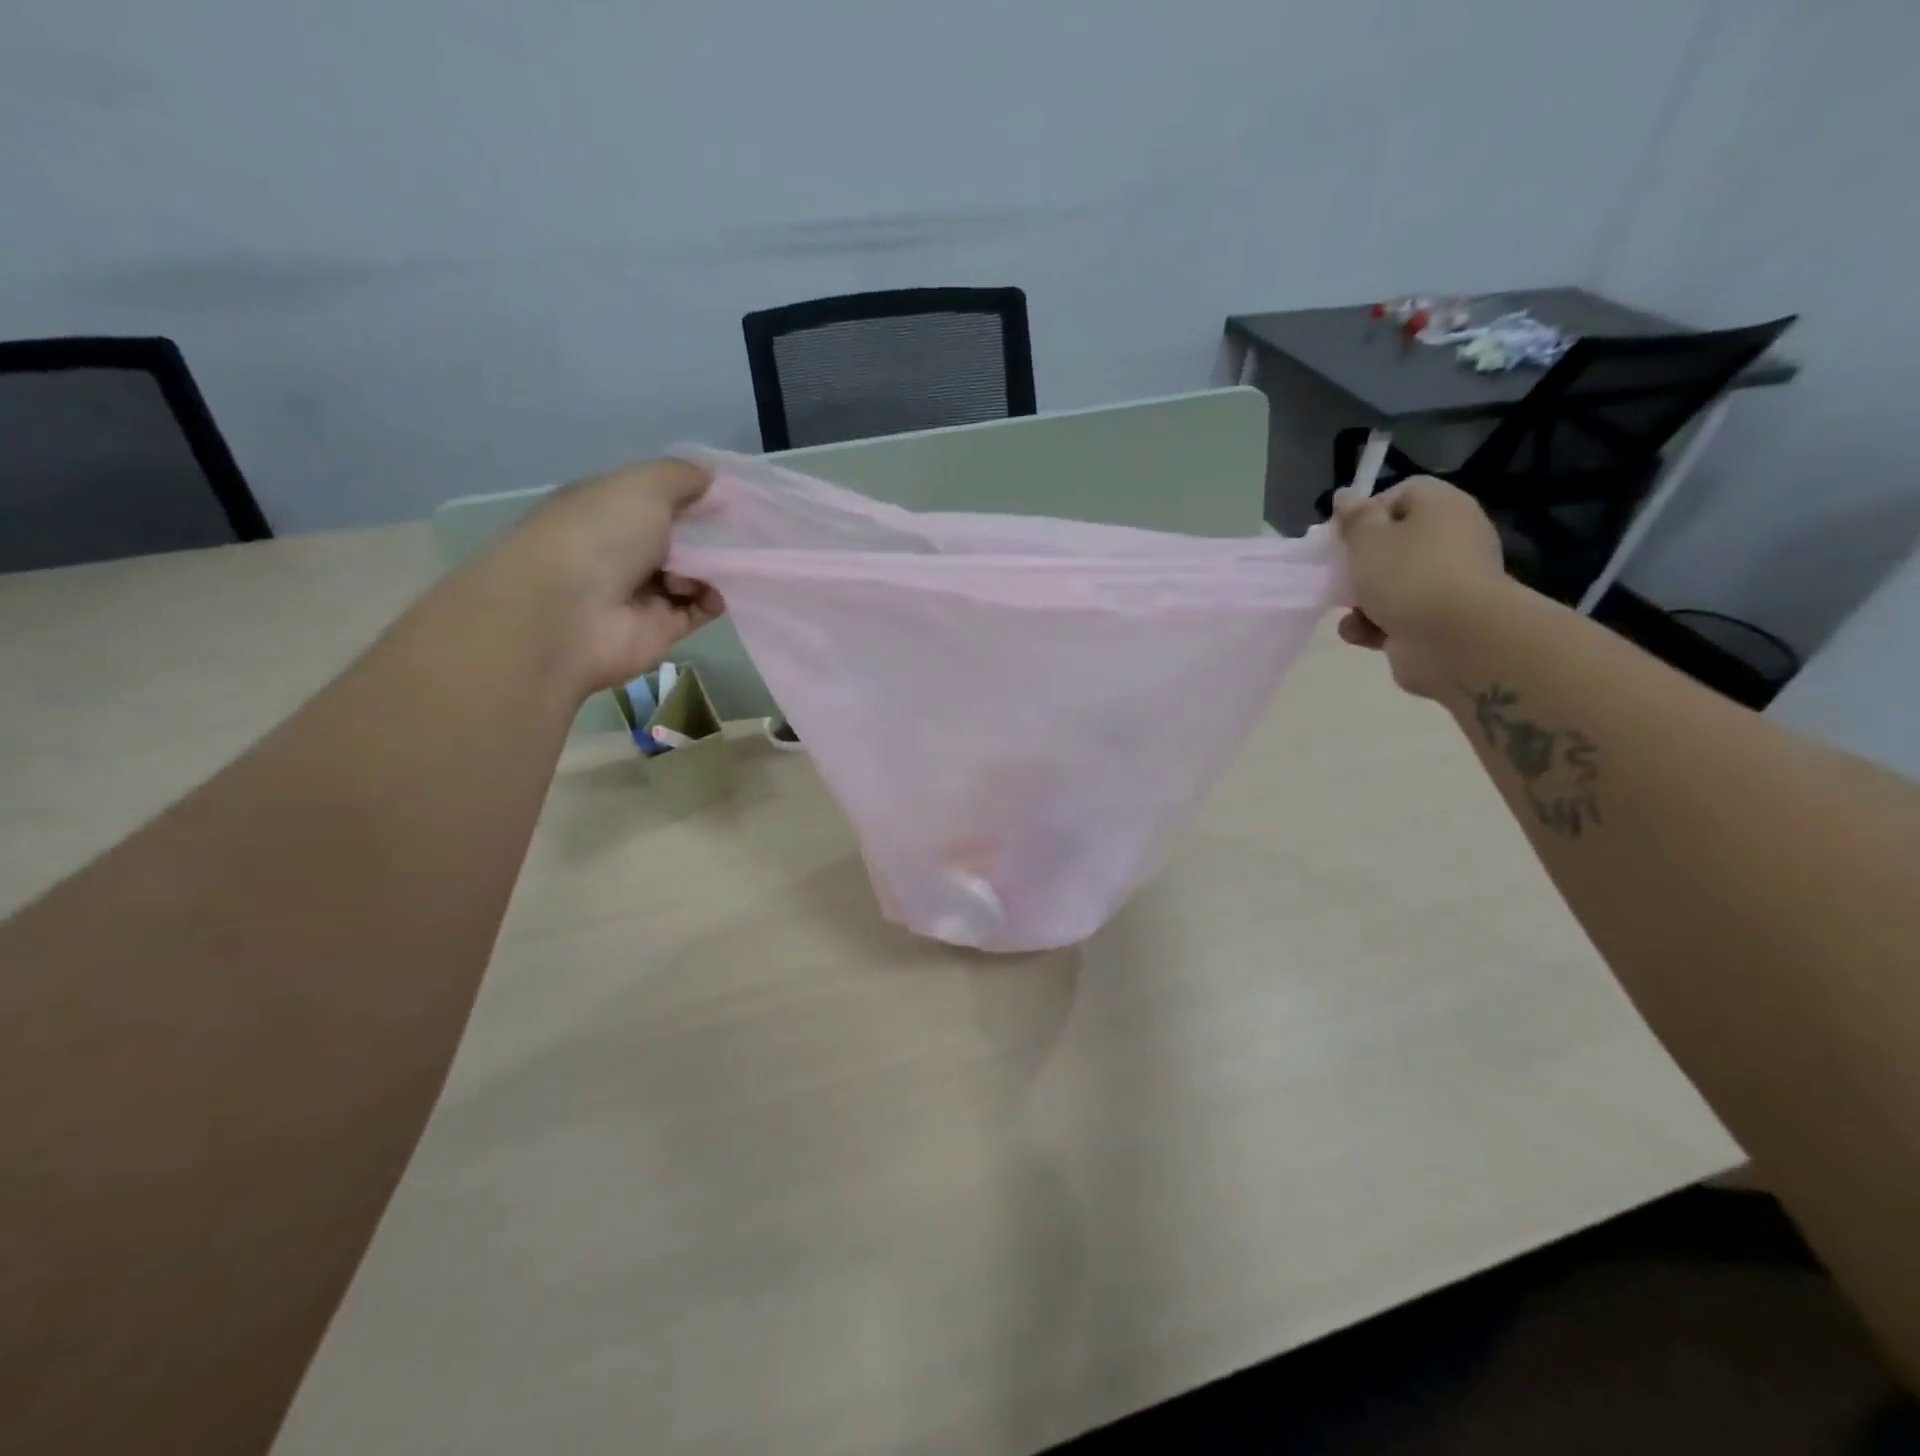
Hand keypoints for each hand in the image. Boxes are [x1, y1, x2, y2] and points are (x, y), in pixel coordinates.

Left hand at [481, 459, 724, 695]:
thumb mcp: (642, 486)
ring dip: (712, 566)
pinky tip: (715, 591)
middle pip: (679, 537)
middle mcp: (621, 548)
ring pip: (694, 573)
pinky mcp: (661, 627)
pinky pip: (700, 608)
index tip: (725, 492)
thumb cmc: (600, 535)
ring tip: (714, 565)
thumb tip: (711, 479)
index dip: (691, 493)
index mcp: (606, 508)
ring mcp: (641, 590)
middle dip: (709, 532)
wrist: (570, 615)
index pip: (656, 498)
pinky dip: (713, 599)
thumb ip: (681, 477)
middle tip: (738, 529)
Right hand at [1333, 476, 1509, 697]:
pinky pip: (1398, 616)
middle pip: (1396, 542)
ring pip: (1394, 583)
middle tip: (1340, 573)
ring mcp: (1447, 583)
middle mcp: (1452, 540)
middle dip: (1362, 562)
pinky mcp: (1439, 621)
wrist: (1456, 640)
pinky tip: (1360, 633)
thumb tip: (1346, 496)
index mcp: (1442, 507)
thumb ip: (1354, 518)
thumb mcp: (1368, 538)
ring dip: (1363, 599)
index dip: (1369, 512)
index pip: (1403, 493)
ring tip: (1349, 611)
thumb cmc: (1408, 575)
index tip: (1345, 535)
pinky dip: (1374, 625)